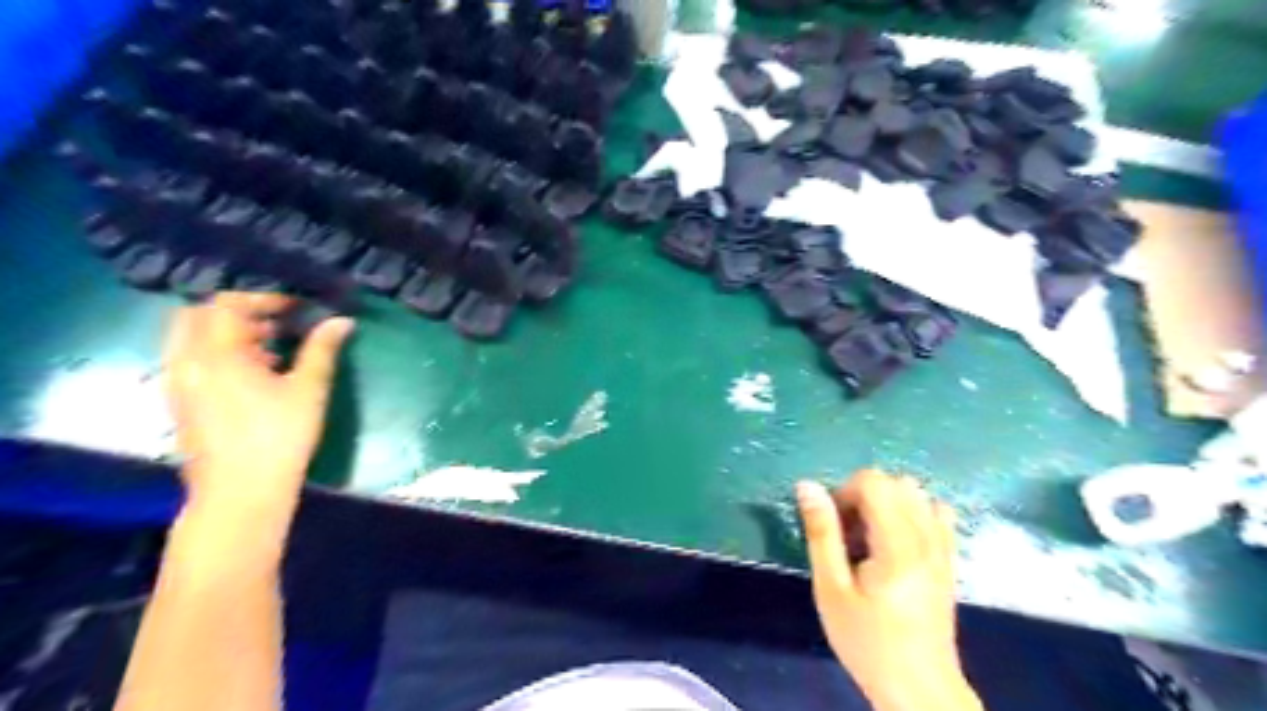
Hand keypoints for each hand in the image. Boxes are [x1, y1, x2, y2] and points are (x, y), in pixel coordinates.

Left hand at [163, 293, 354, 519]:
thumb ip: (322, 350)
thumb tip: (341, 321)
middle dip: (238, 312)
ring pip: (190, 338)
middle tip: (277, 323)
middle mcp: (187, 361)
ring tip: (269, 348)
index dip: (264, 299)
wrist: (240, 491)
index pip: (227, 304)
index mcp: (216, 354)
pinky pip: (190, 359)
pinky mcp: (180, 402)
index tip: (297, 309)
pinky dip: (217, 353)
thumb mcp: (309, 389)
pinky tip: (252, 375)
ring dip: (227, 333)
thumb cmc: (279, 437)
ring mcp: (178, 383)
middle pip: (198, 315)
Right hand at [795, 473, 983, 710]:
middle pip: (896, 482)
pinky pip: (938, 513)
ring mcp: (943, 547)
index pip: (874, 481)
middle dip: (864, 495)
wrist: (918, 688)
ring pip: (917, 493)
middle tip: (848, 534)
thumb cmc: (867, 641)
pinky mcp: (949, 560)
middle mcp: (926, 537)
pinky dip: (913, 513)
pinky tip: (897, 541)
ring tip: (871, 538)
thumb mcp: (831, 589)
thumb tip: (808, 485)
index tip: (833, 526)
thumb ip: (821, 533)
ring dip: (888, 502)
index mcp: (897, 543)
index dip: (845, 492)